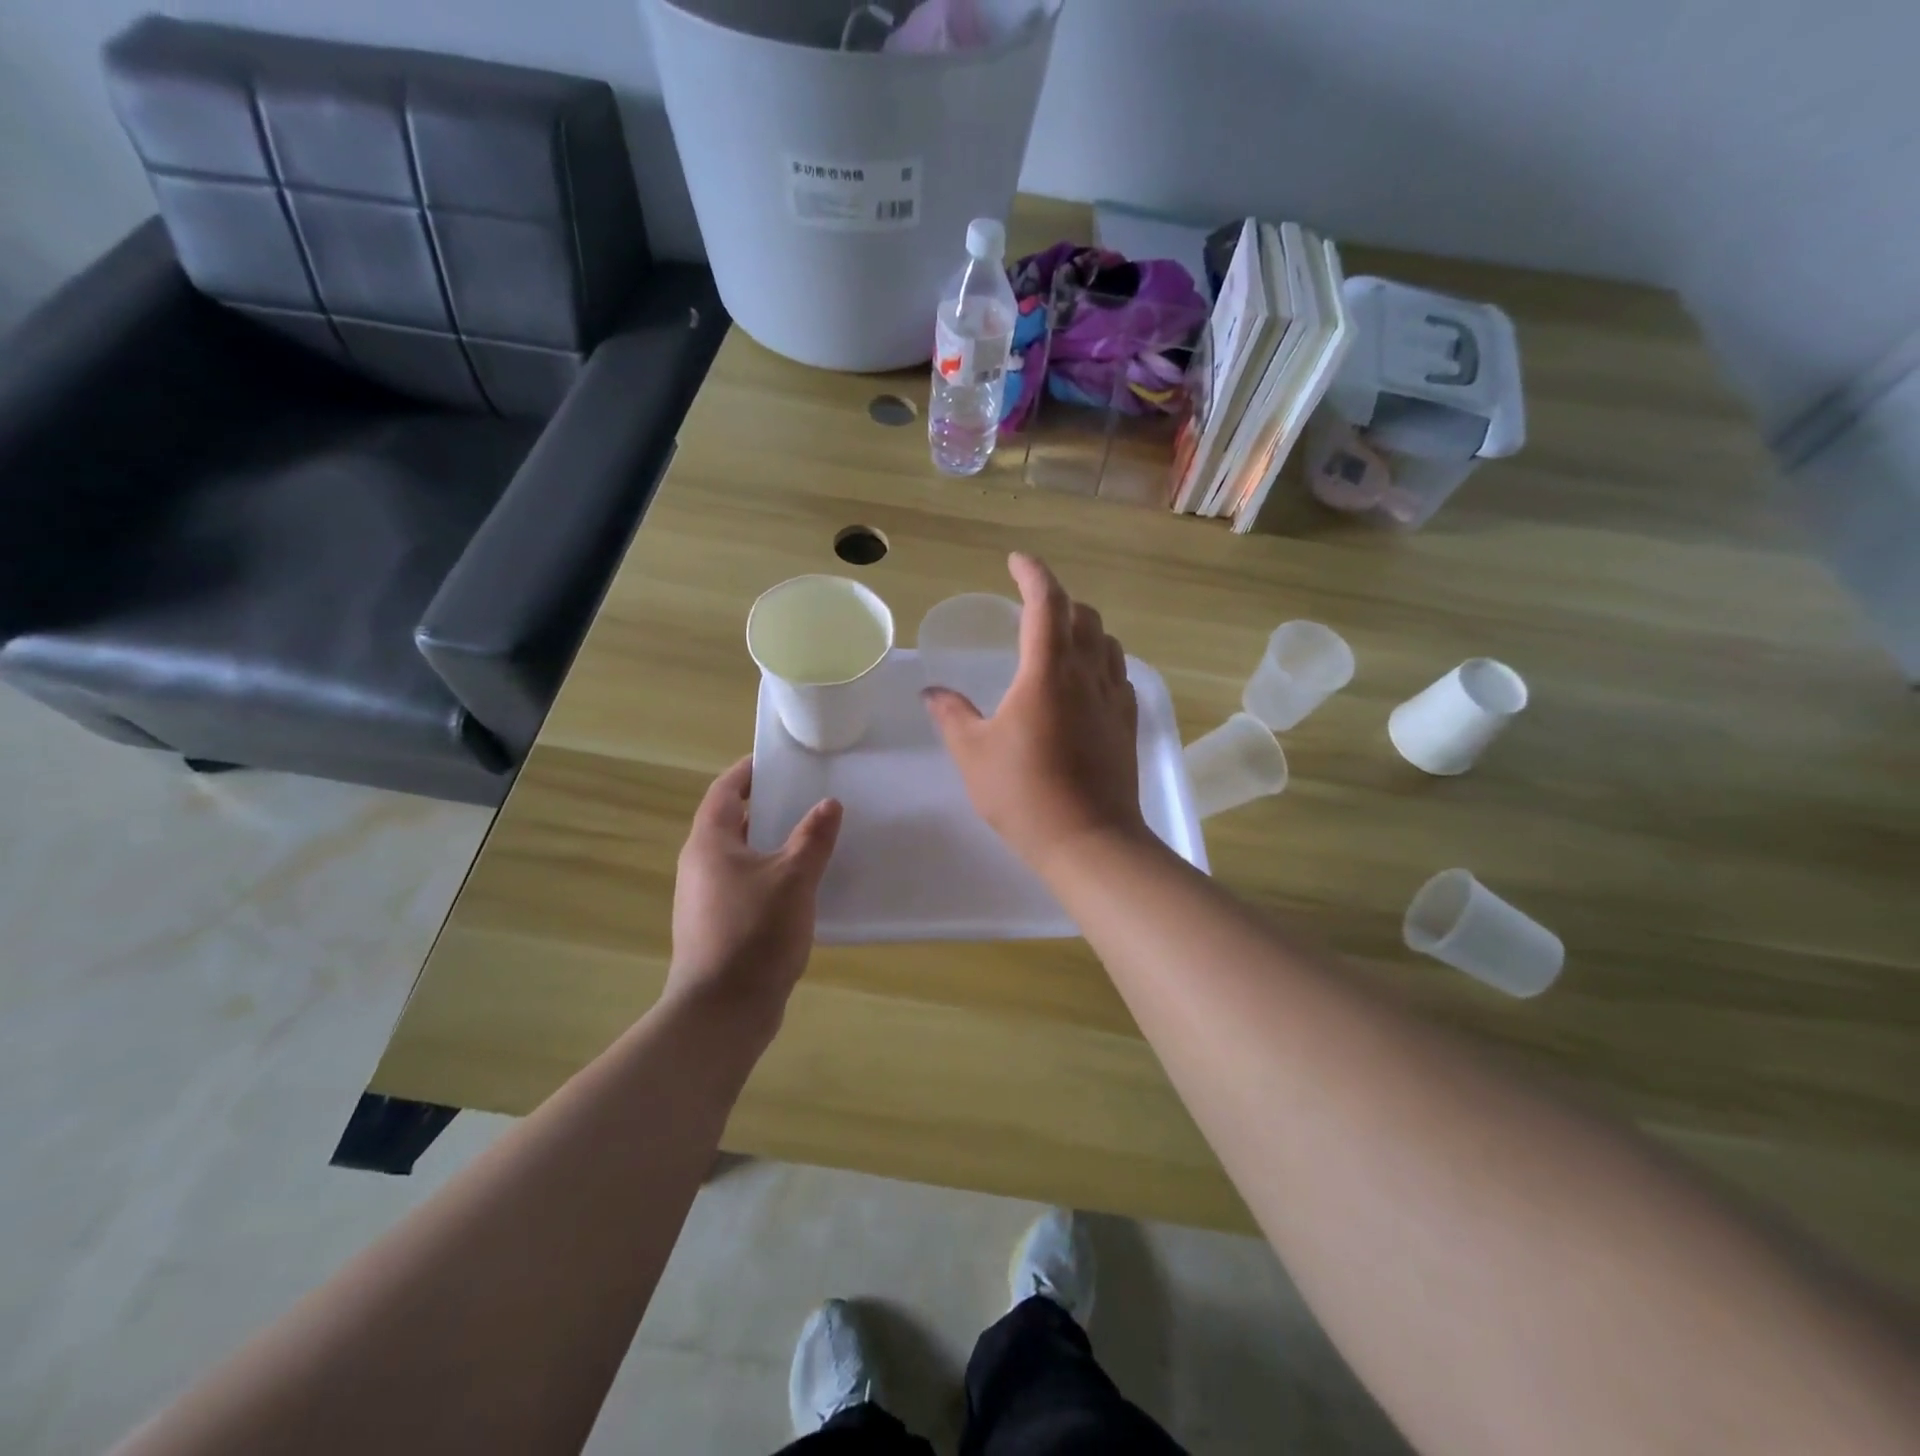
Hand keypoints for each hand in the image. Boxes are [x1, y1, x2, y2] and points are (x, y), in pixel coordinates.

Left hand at [668, 758, 841, 1028]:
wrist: (721, 1013)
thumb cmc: (754, 934)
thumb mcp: (793, 879)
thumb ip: (813, 838)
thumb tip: (829, 803)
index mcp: (710, 843)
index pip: (725, 790)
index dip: (749, 771)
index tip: (780, 760)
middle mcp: (701, 865)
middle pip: (733, 821)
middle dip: (768, 805)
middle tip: (808, 794)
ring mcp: (707, 898)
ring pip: (742, 855)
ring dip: (773, 842)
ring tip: (814, 835)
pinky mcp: (718, 925)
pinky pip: (746, 884)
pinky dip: (772, 873)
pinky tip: (803, 884)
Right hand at [924, 553, 1147, 873]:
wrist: (1090, 841)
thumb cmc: (1024, 795)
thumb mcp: (974, 755)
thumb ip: (952, 716)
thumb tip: (932, 693)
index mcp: (1047, 672)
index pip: (1046, 603)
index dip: (1032, 574)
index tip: (1016, 561)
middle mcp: (1087, 674)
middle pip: (1082, 615)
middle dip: (1058, 600)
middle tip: (1032, 607)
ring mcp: (1113, 698)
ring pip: (1107, 642)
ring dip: (1083, 627)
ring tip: (1060, 639)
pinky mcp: (1127, 723)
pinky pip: (1118, 673)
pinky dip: (1101, 660)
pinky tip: (1086, 682)